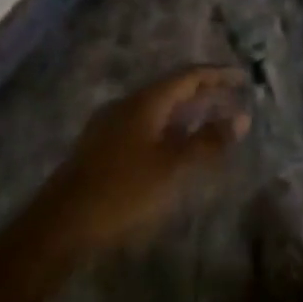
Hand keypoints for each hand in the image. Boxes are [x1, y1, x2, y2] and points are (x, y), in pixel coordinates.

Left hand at [43, 67, 250, 252]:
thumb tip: (241, 118)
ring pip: (157, 110)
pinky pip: (145, 126)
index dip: (218, 75)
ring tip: (210, 123)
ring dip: (186, 113)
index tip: (243, 78)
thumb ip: (208, 142)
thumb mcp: (172, 167)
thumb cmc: (122, 192)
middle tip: (232, 100)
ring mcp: (110, 126)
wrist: (59, 226)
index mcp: (144, 102)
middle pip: (171, 90)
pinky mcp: (102, 148)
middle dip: (204, 93)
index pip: (188, 75)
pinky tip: (175, 148)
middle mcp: (126, 105)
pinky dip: (169, 129)